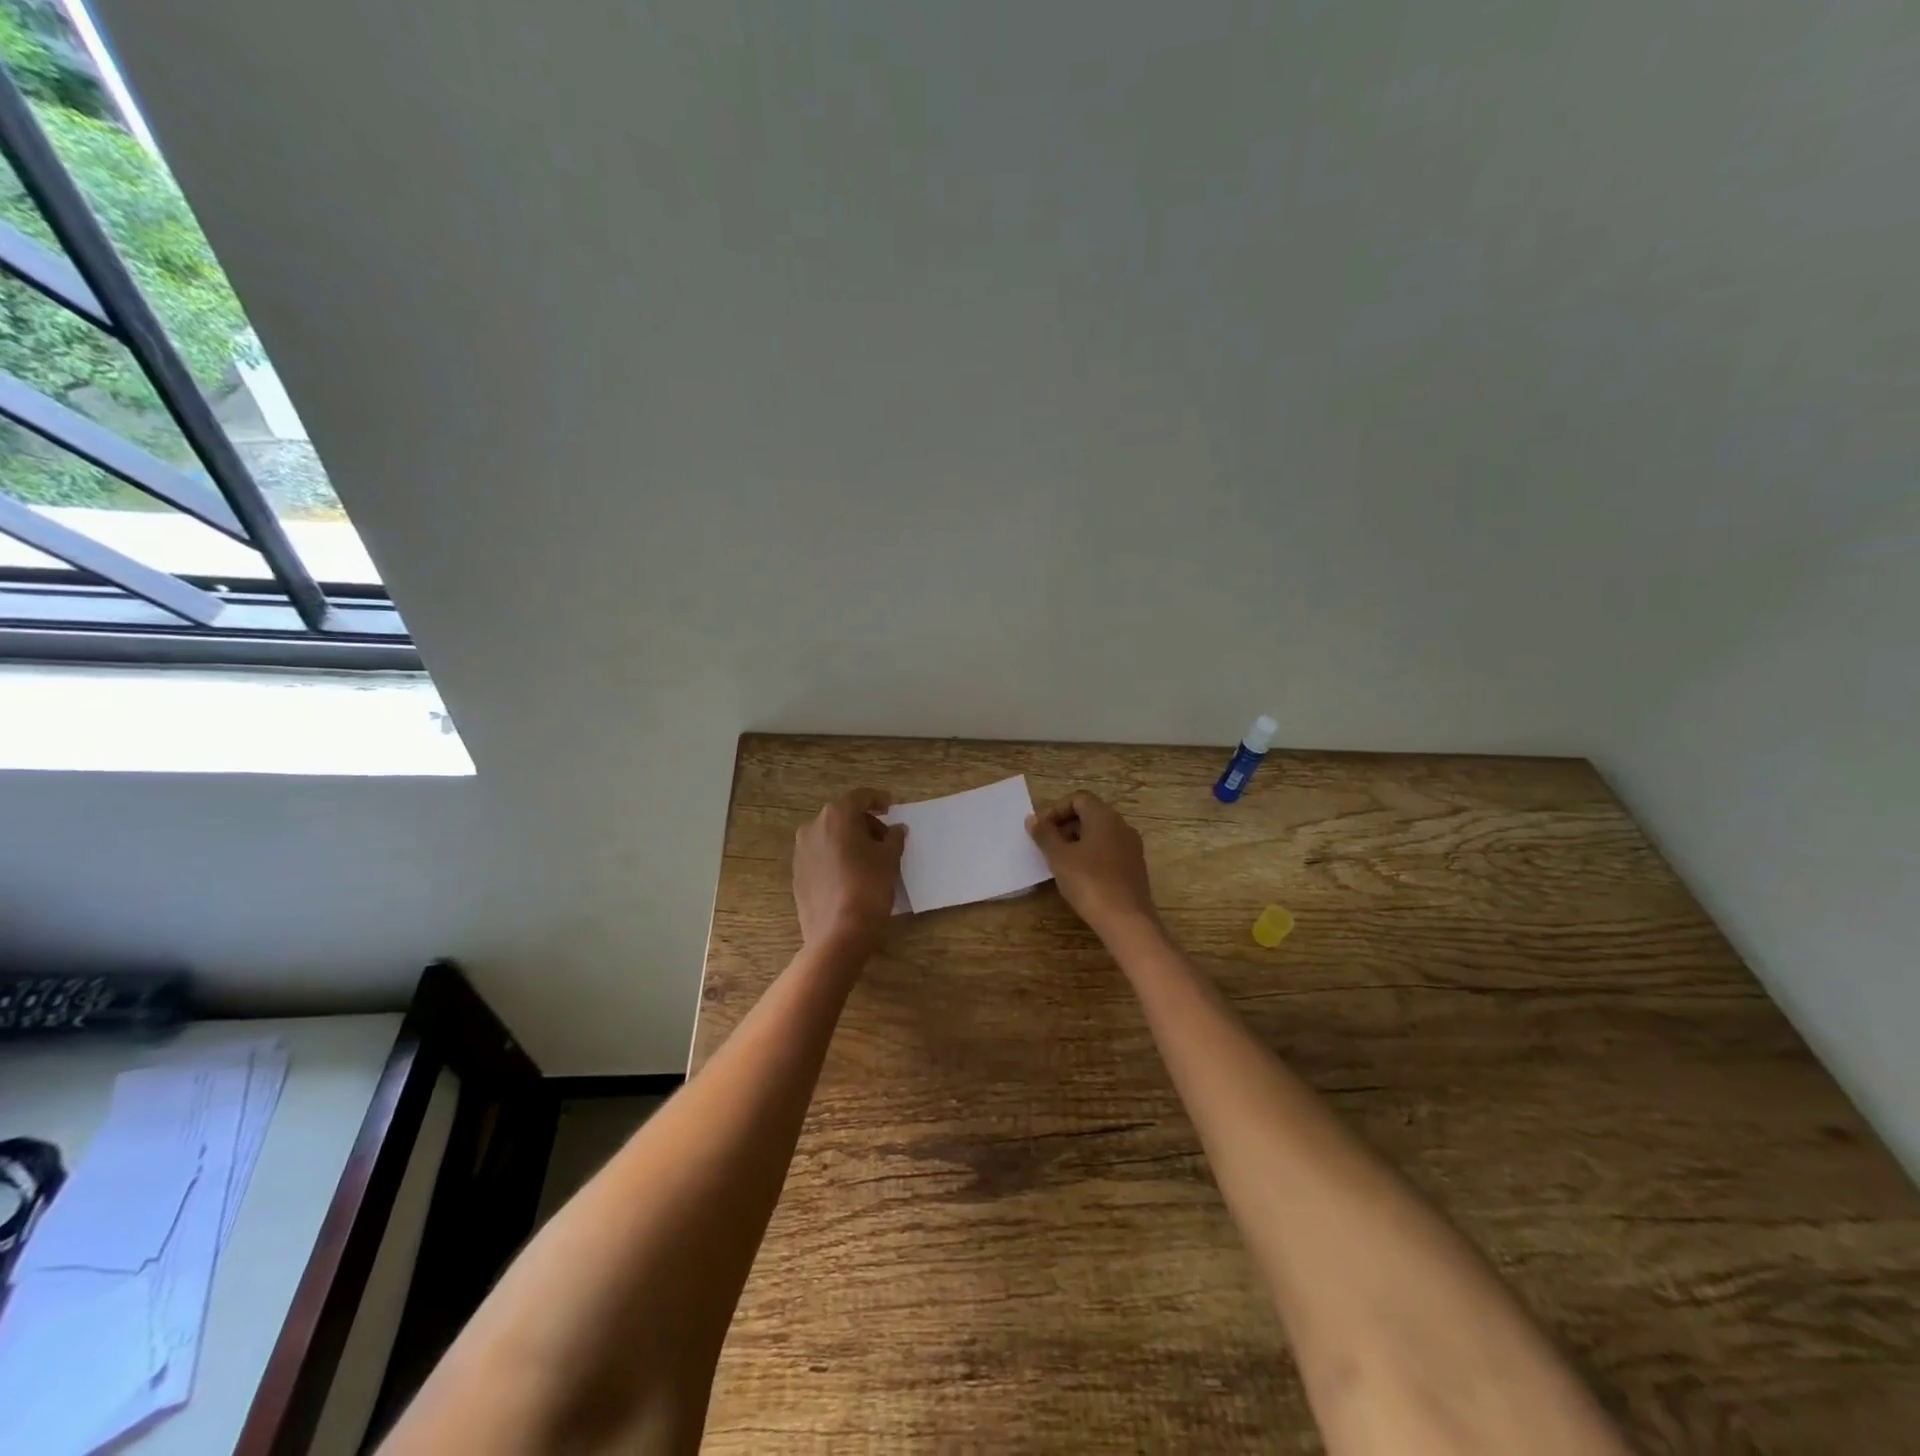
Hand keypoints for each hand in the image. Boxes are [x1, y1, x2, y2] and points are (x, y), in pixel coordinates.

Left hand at [793, 789, 906, 959]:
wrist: (837, 935)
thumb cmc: (868, 887)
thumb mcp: (889, 859)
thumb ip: (894, 838)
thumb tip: (896, 829)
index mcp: (836, 816)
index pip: (860, 797)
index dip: (878, 799)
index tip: (892, 807)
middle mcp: (813, 827)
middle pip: (843, 815)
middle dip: (865, 823)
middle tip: (885, 838)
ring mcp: (801, 851)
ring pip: (830, 836)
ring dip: (849, 840)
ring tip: (870, 858)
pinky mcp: (797, 874)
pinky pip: (821, 856)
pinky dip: (837, 857)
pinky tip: (851, 874)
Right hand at [1027, 792, 1158, 938]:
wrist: (1127, 921)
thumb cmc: (1090, 882)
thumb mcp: (1059, 857)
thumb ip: (1045, 835)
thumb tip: (1032, 819)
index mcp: (1105, 817)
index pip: (1078, 798)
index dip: (1056, 810)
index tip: (1041, 830)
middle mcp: (1122, 826)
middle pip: (1090, 814)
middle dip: (1065, 826)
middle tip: (1046, 846)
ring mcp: (1131, 848)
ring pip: (1100, 834)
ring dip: (1077, 842)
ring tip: (1059, 863)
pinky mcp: (1135, 868)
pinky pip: (1109, 851)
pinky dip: (1091, 856)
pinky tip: (1079, 877)